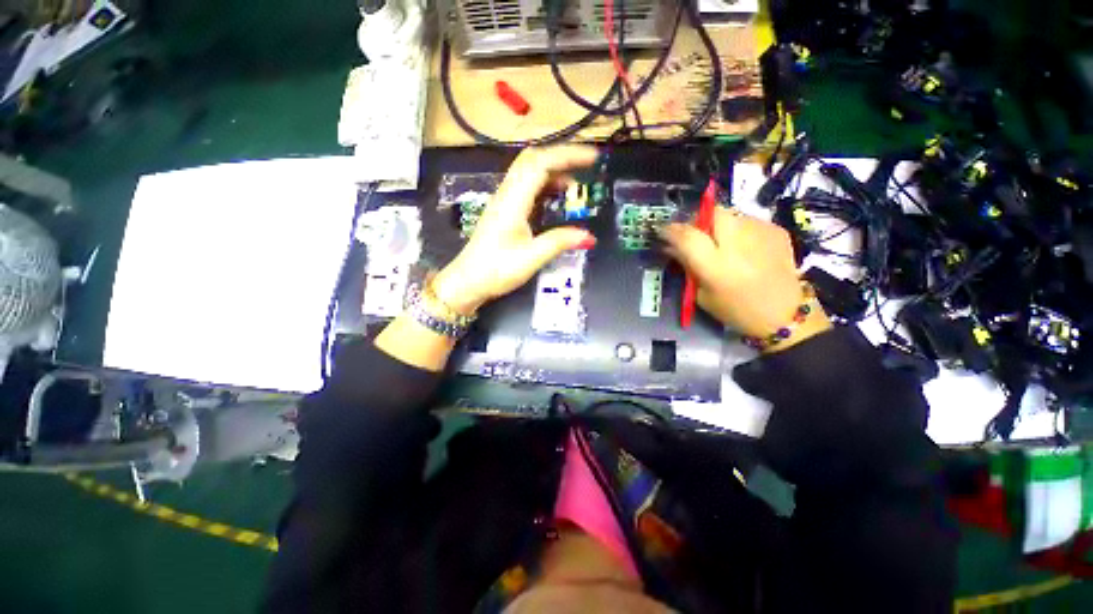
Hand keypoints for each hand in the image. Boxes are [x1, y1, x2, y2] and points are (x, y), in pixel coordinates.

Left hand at [432, 146, 598, 313]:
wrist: (468, 281)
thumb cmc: (496, 270)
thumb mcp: (531, 258)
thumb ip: (559, 242)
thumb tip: (589, 237)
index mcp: (513, 201)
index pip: (541, 164)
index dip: (568, 155)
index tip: (593, 158)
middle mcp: (507, 194)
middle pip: (533, 159)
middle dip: (562, 156)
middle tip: (587, 163)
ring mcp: (503, 200)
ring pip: (528, 170)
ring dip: (553, 168)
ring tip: (576, 180)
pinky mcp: (504, 209)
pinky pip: (525, 185)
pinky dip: (544, 183)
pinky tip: (556, 195)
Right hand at [659, 208, 831, 349]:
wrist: (784, 314)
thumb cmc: (736, 310)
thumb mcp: (702, 295)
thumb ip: (687, 267)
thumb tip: (671, 247)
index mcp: (716, 266)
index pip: (687, 236)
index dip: (672, 230)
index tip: (663, 230)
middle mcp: (738, 245)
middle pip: (713, 213)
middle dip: (699, 218)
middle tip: (695, 232)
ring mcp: (760, 234)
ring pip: (731, 214)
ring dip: (719, 224)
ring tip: (721, 242)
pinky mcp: (776, 231)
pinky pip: (748, 221)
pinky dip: (739, 230)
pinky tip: (743, 248)